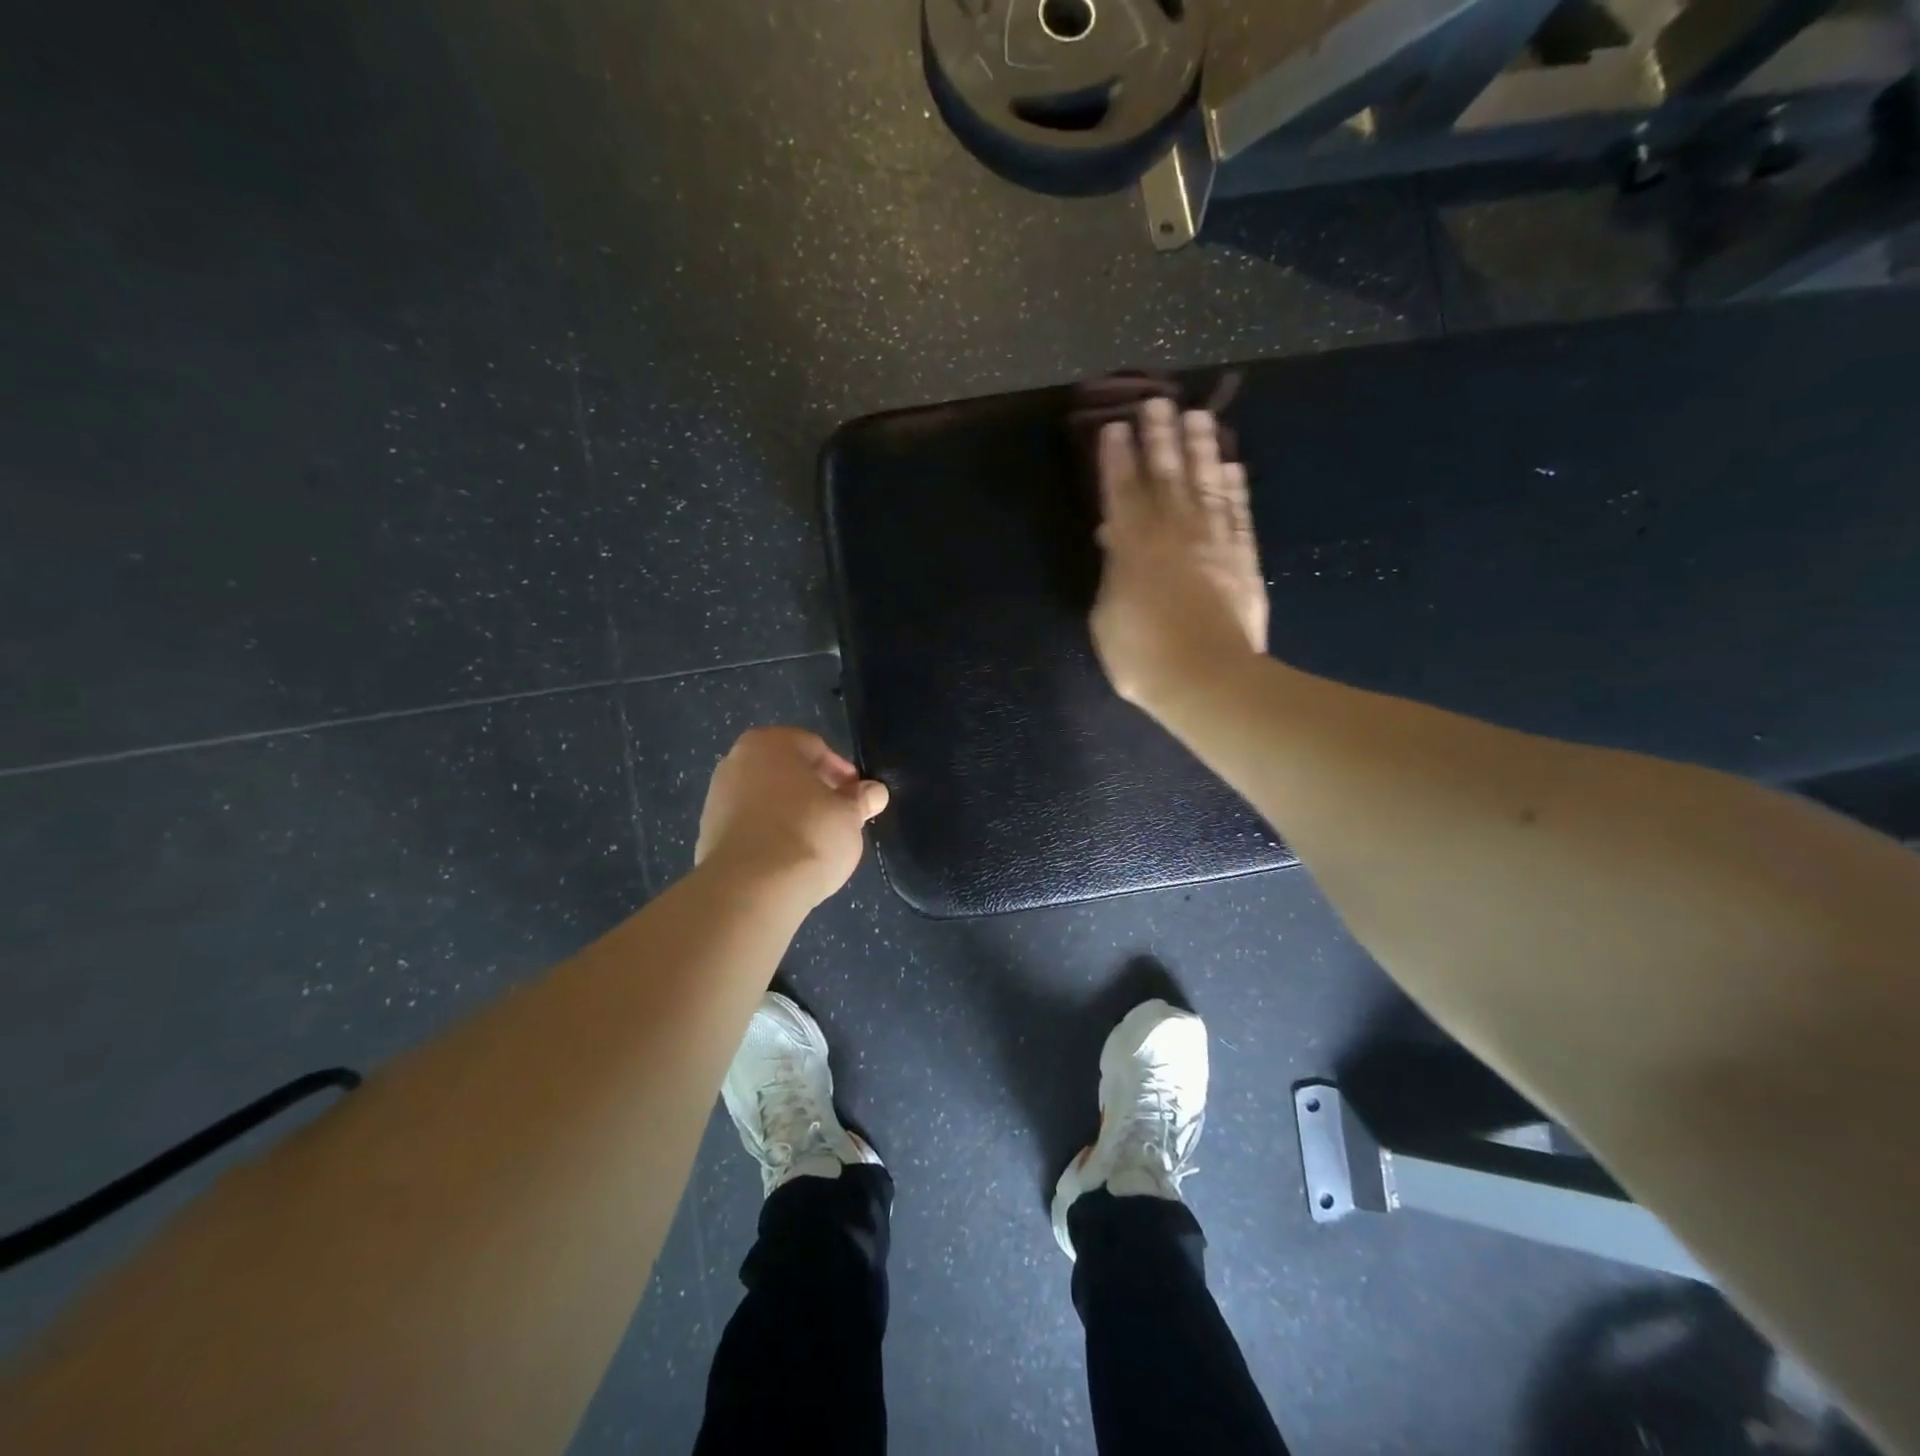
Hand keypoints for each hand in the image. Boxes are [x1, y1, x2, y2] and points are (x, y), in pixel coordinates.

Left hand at [695, 727, 889, 906]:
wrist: (751, 889)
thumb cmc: (808, 835)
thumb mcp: (849, 815)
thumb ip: (861, 798)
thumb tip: (875, 791)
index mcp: (770, 743)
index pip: (815, 748)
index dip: (841, 772)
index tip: (857, 797)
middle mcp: (736, 761)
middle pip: (786, 771)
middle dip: (813, 790)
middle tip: (838, 816)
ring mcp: (717, 797)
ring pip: (766, 798)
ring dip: (790, 812)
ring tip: (815, 841)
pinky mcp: (707, 833)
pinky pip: (750, 825)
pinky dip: (769, 833)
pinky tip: (787, 857)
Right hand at [1091, 399, 1268, 707]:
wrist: (1207, 679)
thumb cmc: (1143, 655)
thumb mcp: (1107, 617)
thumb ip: (1111, 572)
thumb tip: (1112, 538)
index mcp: (1133, 547)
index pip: (1121, 492)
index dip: (1117, 458)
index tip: (1114, 427)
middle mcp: (1174, 532)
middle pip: (1166, 475)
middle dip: (1159, 437)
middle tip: (1156, 401)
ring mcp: (1213, 542)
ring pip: (1206, 483)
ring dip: (1200, 448)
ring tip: (1196, 416)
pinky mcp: (1242, 557)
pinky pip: (1238, 512)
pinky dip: (1235, 486)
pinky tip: (1232, 464)